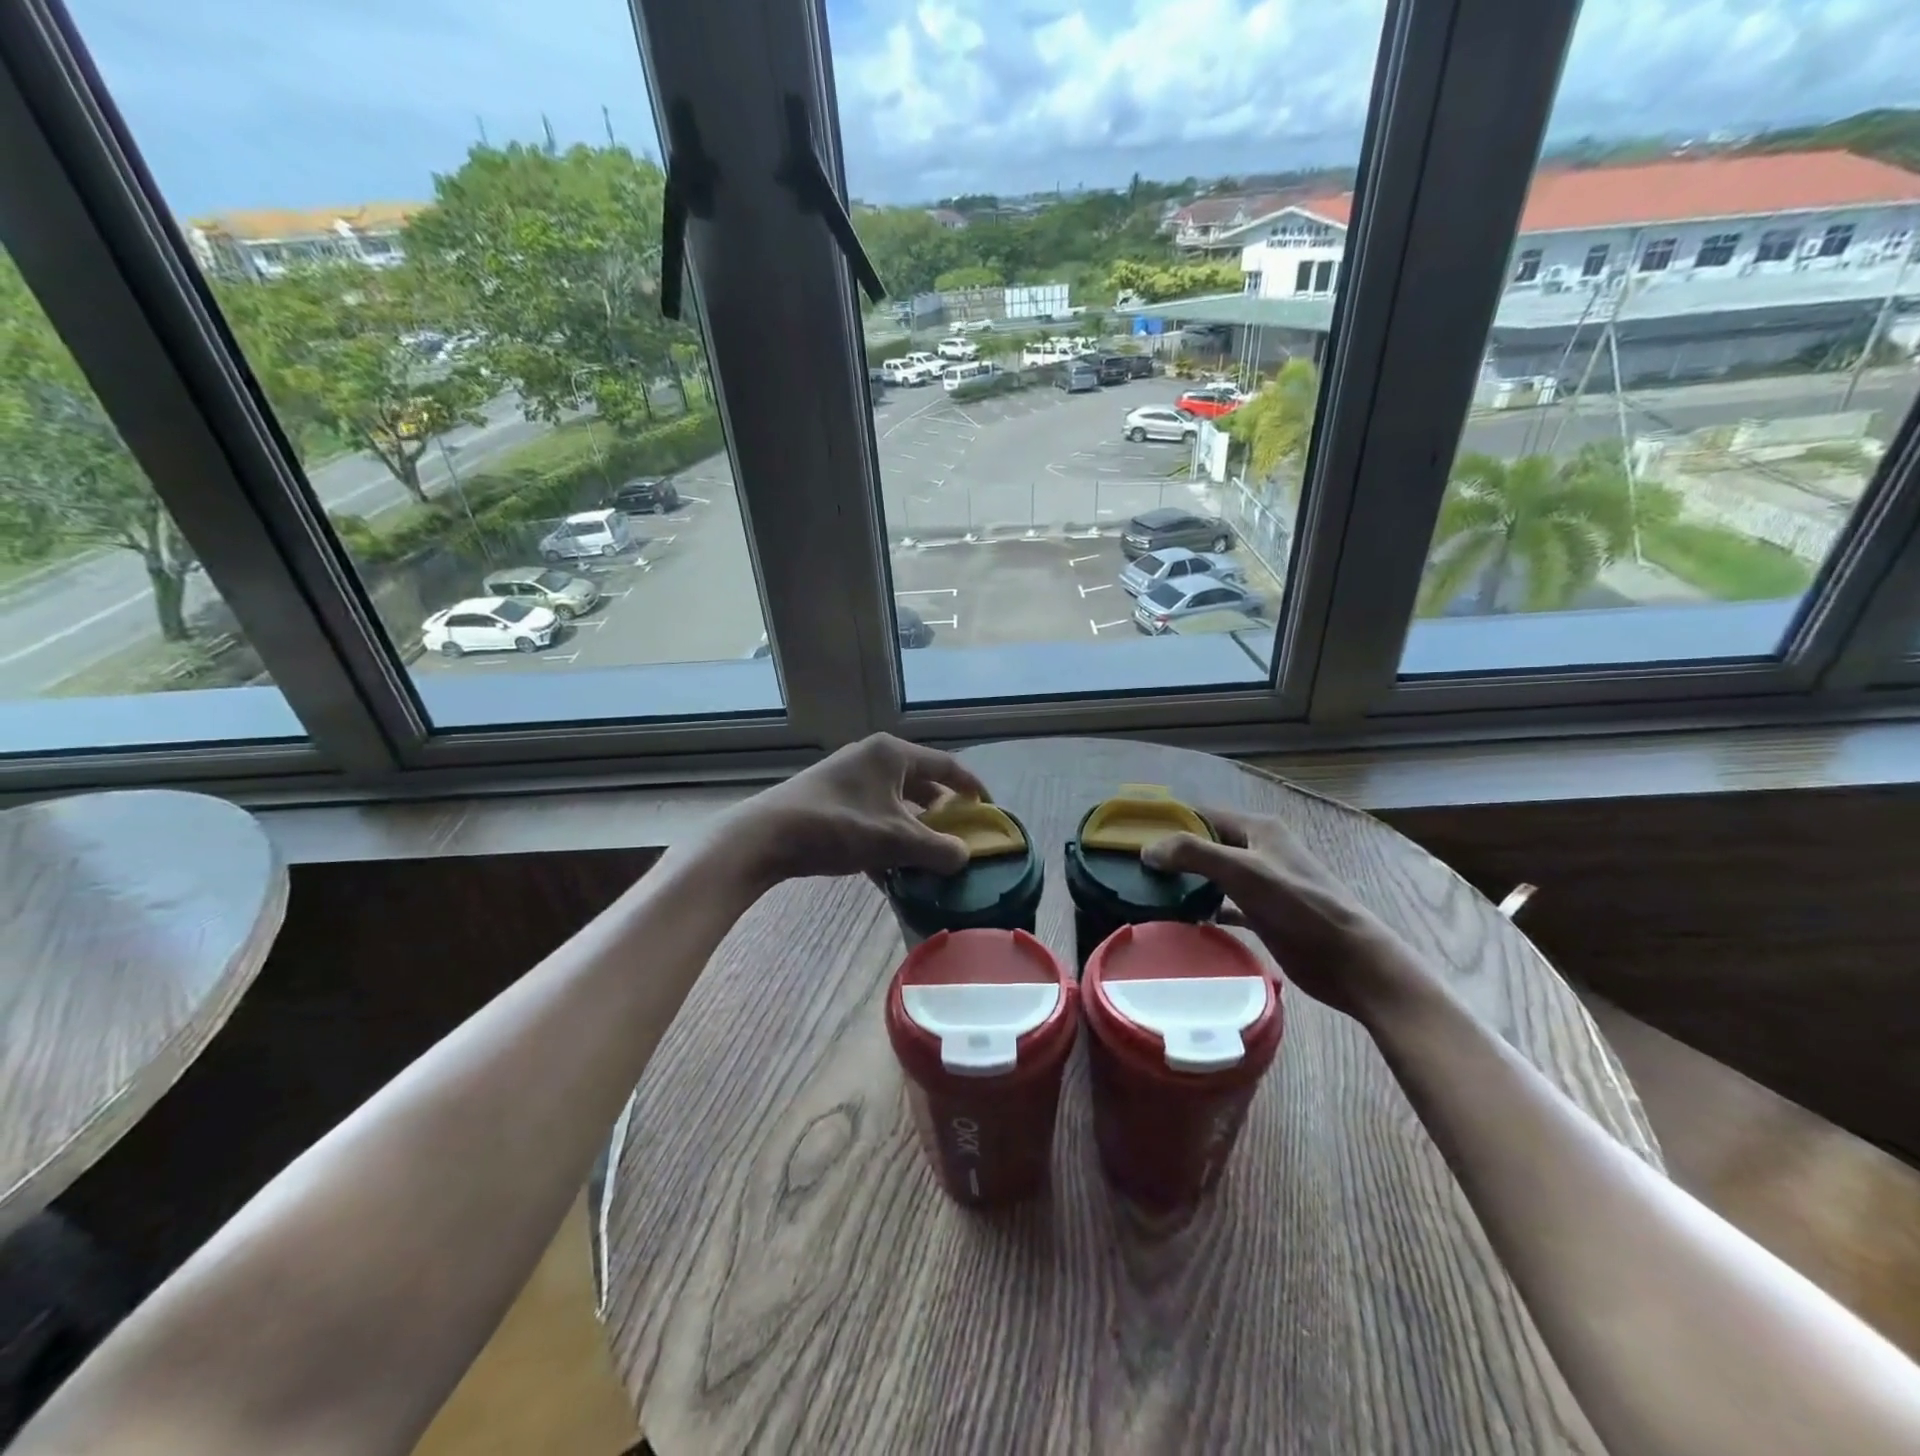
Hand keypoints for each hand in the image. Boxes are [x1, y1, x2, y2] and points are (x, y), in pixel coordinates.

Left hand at [724, 733, 987, 887]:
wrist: (766, 837)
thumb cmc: (838, 826)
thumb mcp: (895, 840)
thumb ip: (938, 849)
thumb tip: (965, 857)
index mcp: (892, 755)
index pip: (946, 765)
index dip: (972, 787)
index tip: (989, 809)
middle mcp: (873, 759)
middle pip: (921, 784)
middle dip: (942, 813)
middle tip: (960, 837)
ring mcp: (849, 779)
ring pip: (896, 804)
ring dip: (914, 830)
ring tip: (930, 858)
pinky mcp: (832, 802)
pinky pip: (873, 818)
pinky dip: (887, 839)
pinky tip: (892, 870)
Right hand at [1142, 808, 1430, 1019]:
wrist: (1350, 960)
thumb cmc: (1299, 907)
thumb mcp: (1244, 871)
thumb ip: (1194, 854)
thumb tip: (1147, 849)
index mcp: (1258, 830)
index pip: (1203, 814)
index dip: (1170, 822)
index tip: (1134, 837)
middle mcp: (1259, 851)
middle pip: (1206, 844)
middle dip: (1174, 854)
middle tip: (1136, 871)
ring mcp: (1263, 884)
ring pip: (1213, 875)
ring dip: (1186, 883)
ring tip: (1150, 895)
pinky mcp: (1265, 914)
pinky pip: (1224, 904)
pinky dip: (1204, 909)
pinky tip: (1182, 921)